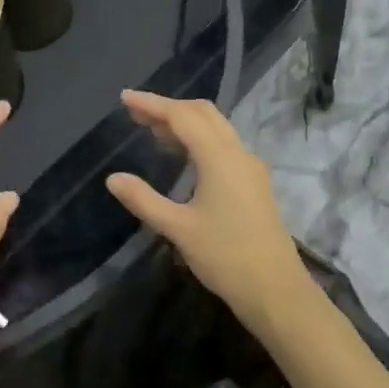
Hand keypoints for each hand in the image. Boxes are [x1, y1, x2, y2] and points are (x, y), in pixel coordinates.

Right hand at [105, 91, 313, 337]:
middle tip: (136, 113)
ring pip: (216, 128)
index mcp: (219, 157)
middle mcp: (238, 153)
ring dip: (185, 122)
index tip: (125, 98)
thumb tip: (113, 178)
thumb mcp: (177, 229)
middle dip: (169, 108)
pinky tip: (183, 156)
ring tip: (153, 131)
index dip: (152, 104)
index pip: (182, 116)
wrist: (275, 289)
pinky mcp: (254, 183)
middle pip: (203, 113)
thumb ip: (144, 200)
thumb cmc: (225, 256)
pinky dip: (199, 138)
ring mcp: (250, 167)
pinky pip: (224, 145)